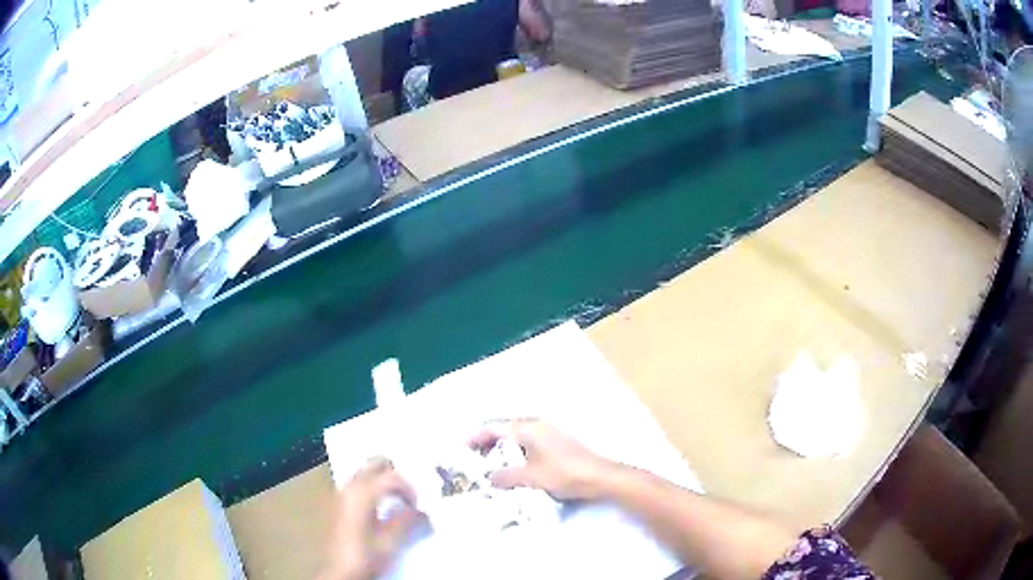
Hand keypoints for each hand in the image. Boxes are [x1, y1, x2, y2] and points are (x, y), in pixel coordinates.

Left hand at [320, 458, 423, 579]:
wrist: (339, 570)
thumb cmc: (365, 555)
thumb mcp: (391, 542)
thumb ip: (408, 521)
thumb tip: (424, 511)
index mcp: (362, 493)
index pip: (393, 476)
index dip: (410, 489)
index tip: (418, 506)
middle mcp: (350, 487)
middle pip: (375, 464)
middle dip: (395, 474)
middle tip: (409, 493)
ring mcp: (342, 493)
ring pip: (366, 472)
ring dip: (383, 480)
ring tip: (398, 499)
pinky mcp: (339, 503)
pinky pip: (359, 483)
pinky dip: (373, 487)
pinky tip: (381, 505)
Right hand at [470, 419, 619, 500]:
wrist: (600, 476)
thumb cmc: (564, 474)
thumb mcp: (531, 478)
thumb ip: (506, 477)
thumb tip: (489, 478)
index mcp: (528, 428)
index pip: (493, 427)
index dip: (474, 436)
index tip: (459, 447)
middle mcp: (536, 424)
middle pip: (502, 427)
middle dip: (484, 440)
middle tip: (470, 456)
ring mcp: (547, 431)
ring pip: (514, 435)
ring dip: (499, 446)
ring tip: (486, 462)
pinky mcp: (555, 441)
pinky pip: (525, 441)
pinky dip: (512, 450)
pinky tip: (510, 464)